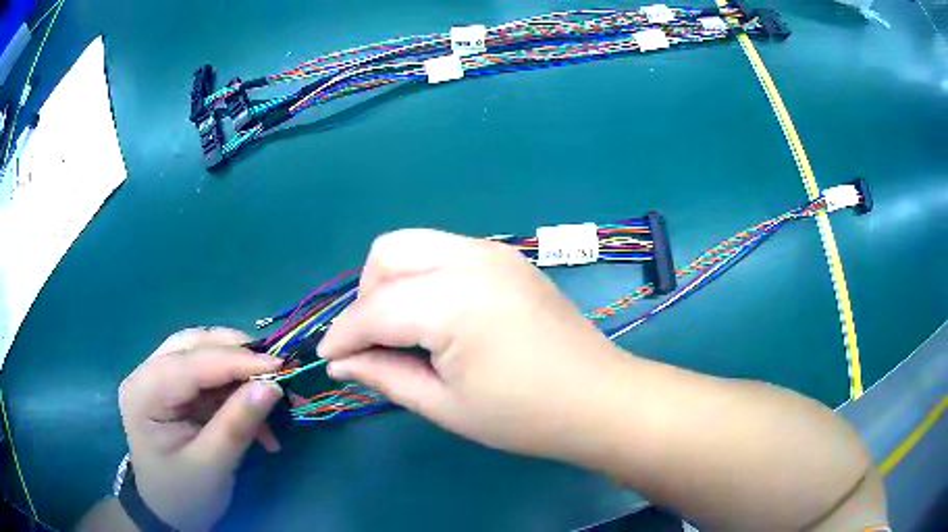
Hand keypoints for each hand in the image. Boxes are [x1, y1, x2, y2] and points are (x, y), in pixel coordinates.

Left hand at [118, 327, 283, 530]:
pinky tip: (253, 411)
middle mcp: (145, 375)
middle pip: (192, 345)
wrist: (168, 513)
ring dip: (236, 369)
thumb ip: (237, 424)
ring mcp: (156, 379)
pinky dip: (232, 388)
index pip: (191, 363)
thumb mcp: (212, 466)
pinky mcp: (171, 389)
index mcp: (144, 393)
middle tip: (273, 369)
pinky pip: (205, 376)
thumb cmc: (185, 495)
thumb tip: (272, 386)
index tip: (279, 366)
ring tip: (266, 388)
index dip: (235, 360)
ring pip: (200, 354)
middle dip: (234, 353)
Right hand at [319, 229, 628, 459]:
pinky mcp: (508, 258)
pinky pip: (445, 251)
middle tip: (373, 341)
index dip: (344, 334)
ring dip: (393, 282)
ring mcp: (494, 252)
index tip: (327, 357)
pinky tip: (435, 315)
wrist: (597, 398)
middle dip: (367, 296)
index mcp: (454, 301)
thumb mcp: (444, 405)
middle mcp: (471, 260)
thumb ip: (384, 376)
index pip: (375, 309)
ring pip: (415, 244)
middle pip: (388, 253)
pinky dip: (423, 276)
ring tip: (401, 330)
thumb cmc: (523, 416)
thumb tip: (338, 361)